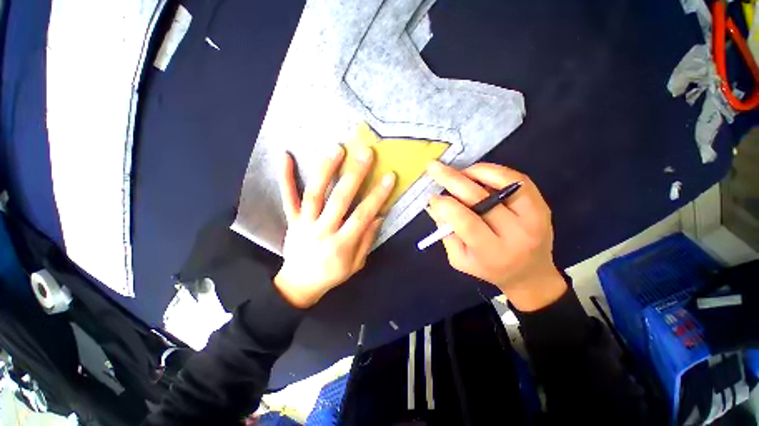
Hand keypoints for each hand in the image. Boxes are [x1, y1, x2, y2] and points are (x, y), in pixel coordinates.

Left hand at [274, 145, 395, 307]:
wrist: (298, 285)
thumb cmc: (332, 275)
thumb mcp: (356, 264)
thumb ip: (367, 240)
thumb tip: (378, 216)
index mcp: (342, 245)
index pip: (362, 216)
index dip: (377, 196)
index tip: (389, 177)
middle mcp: (323, 231)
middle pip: (339, 200)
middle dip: (354, 176)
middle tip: (365, 153)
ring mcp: (304, 224)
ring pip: (314, 194)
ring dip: (325, 170)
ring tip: (336, 149)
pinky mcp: (291, 220)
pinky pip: (287, 197)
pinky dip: (286, 177)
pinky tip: (285, 155)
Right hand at [425, 161, 566, 311]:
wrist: (530, 273)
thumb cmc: (488, 268)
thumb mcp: (459, 259)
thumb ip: (446, 233)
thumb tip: (435, 205)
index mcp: (492, 252)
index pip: (466, 222)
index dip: (446, 206)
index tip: (432, 197)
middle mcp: (516, 234)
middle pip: (481, 199)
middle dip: (452, 180)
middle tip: (434, 168)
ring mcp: (533, 217)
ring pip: (503, 183)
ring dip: (474, 172)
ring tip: (457, 172)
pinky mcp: (541, 205)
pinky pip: (517, 180)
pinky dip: (494, 171)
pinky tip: (477, 172)